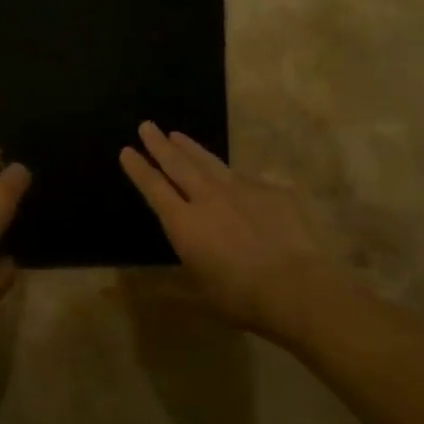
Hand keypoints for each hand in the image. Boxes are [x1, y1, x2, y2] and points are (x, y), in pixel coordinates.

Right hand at [120, 122, 334, 329]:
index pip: (154, 188)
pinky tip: (238, 175)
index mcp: (185, 224)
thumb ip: (174, 279)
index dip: (139, 169)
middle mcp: (208, 198)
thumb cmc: (241, 297)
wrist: (296, 285)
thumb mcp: (199, 292)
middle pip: (178, 164)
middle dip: (159, 145)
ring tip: (177, 134)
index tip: (127, 150)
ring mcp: (242, 189)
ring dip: (191, 148)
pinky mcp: (272, 190)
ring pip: (210, 162)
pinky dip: (236, 175)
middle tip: (146, 126)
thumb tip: (140, 282)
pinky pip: (249, 178)